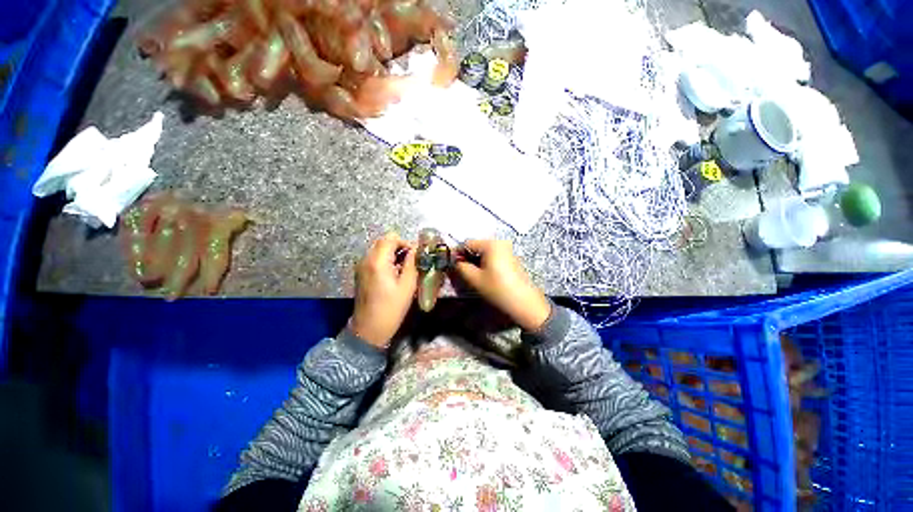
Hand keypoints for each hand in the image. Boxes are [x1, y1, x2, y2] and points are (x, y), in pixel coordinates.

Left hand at [350, 233, 417, 347]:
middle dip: (399, 247)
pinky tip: (393, 274)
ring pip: (379, 249)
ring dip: (393, 253)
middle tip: (411, 261)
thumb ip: (412, 263)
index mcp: (378, 261)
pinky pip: (375, 258)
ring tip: (404, 269)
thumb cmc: (391, 308)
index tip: (415, 255)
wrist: (369, 329)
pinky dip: (386, 260)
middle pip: (384, 241)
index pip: (391, 238)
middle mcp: (366, 259)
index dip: (405, 243)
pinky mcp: (361, 273)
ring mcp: (361, 266)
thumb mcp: (407, 286)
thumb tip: (417, 249)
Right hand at [452, 239, 550, 331]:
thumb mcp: (475, 279)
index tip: (451, 265)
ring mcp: (507, 250)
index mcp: (491, 244)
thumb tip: (454, 262)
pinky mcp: (511, 258)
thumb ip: (461, 267)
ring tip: (472, 275)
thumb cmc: (498, 289)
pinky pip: (493, 256)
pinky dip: (485, 263)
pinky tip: (484, 275)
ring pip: (484, 252)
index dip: (457, 253)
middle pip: (476, 246)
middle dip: (467, 257)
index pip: (467, 243)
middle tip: (461, 271)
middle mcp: (500, 242)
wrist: (525, 303)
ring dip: (475, 261)